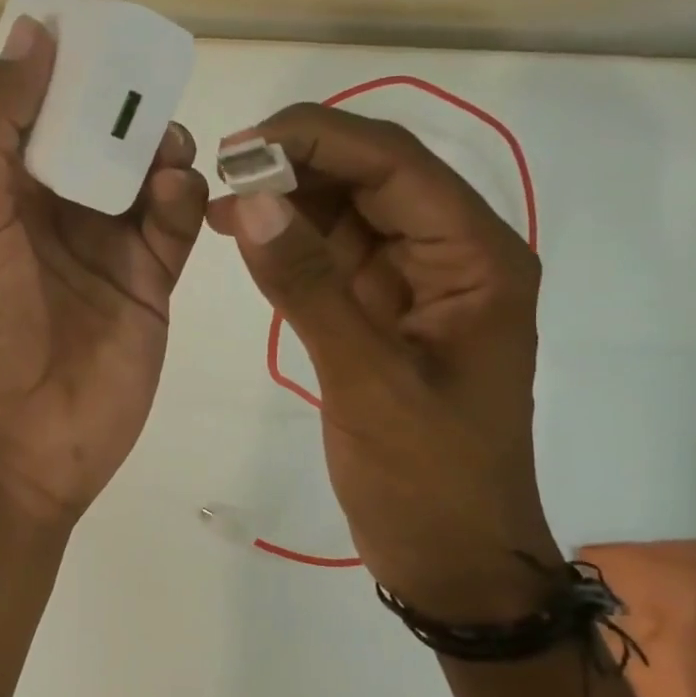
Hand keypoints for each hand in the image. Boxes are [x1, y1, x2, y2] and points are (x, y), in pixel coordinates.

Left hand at [0, 17, 208, 524]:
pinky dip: (181, 199)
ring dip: (156, 151)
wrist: (10, 448)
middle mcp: (51, 218)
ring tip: (164, 148)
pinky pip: (173, 226)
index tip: (100, 35)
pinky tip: (174, 194)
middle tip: (146, 89)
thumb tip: (32, 32)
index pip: (35, 114)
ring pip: (142, 177)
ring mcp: (103, 253)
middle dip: (121, 110)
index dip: (63, 73)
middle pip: (97, 141)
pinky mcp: (148, 287)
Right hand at [206, 104, 553, 619]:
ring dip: (287, 197)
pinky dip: (288, 241)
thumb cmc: (428, 477)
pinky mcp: (382, 309)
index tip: (242, 144)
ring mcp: (415, 281)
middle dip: (298, 163)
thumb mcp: (368, 382)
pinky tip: (242, 236)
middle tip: (220, 170)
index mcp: (476, 258)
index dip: (319, 139)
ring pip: (348, 209)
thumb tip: (247, 201)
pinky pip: (332, 254)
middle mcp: (452, 254)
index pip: (396, 165)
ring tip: (218, 199)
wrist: (450, 557)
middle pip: (372, 176)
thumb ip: (309, 287)